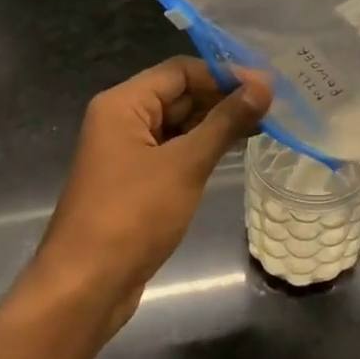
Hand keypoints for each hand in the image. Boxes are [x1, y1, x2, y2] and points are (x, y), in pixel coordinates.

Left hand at [27, 57, 272, 326]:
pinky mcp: (137, 180)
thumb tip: (263, 86)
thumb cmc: (133, 216)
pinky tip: (236, 150)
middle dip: (224, 98)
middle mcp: (122, 120)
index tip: (267, 86)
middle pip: (180, 94)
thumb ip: (226, 121)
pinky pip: (175, 150)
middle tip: (273, 106)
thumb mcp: (185, 164)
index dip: (224, 74)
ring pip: (180, 123)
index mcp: (123, 104)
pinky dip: (204, 147)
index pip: (181, 71)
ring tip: (265, 125)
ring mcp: (128, 152)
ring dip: (218, 123)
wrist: (86, 287)